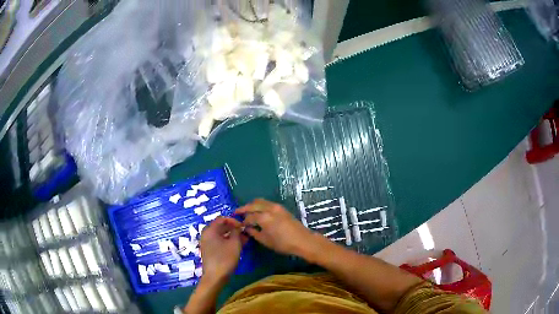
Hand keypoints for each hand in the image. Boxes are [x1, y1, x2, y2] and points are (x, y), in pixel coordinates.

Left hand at [200, 217, 245, 282]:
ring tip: (244, 240)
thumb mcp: (234, 243)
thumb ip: (237, 232)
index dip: (233, 220)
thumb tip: (238, 227)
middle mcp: (206, 234)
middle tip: (245, 233)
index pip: (222, 219)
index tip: (243, 226)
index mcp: (210, 230)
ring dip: (232, 235)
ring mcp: (207, 243)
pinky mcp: (209, 250)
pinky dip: (228, 241)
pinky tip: (238, 246)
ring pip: (221, 235)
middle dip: (233, 228)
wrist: (215, 276)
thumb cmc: (225, 258)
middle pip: (221, 226)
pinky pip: (219, 241)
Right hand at [236, 199, 315, 255]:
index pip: (249, 217)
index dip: (243, 221)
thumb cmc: (283, 243)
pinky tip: (258, 212)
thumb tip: (247, 229)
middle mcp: (269, 208)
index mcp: (264, 217)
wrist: (302, 240)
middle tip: (237, 213)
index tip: (239, 225)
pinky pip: (267, 203)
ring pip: (260, 201)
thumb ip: (254, 233)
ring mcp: (276, 206)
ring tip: (247, 211)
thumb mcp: (265, 241)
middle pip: (253, 204)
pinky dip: (260, 205)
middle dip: (244, 208)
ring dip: (252, 205)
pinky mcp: (281, 208)